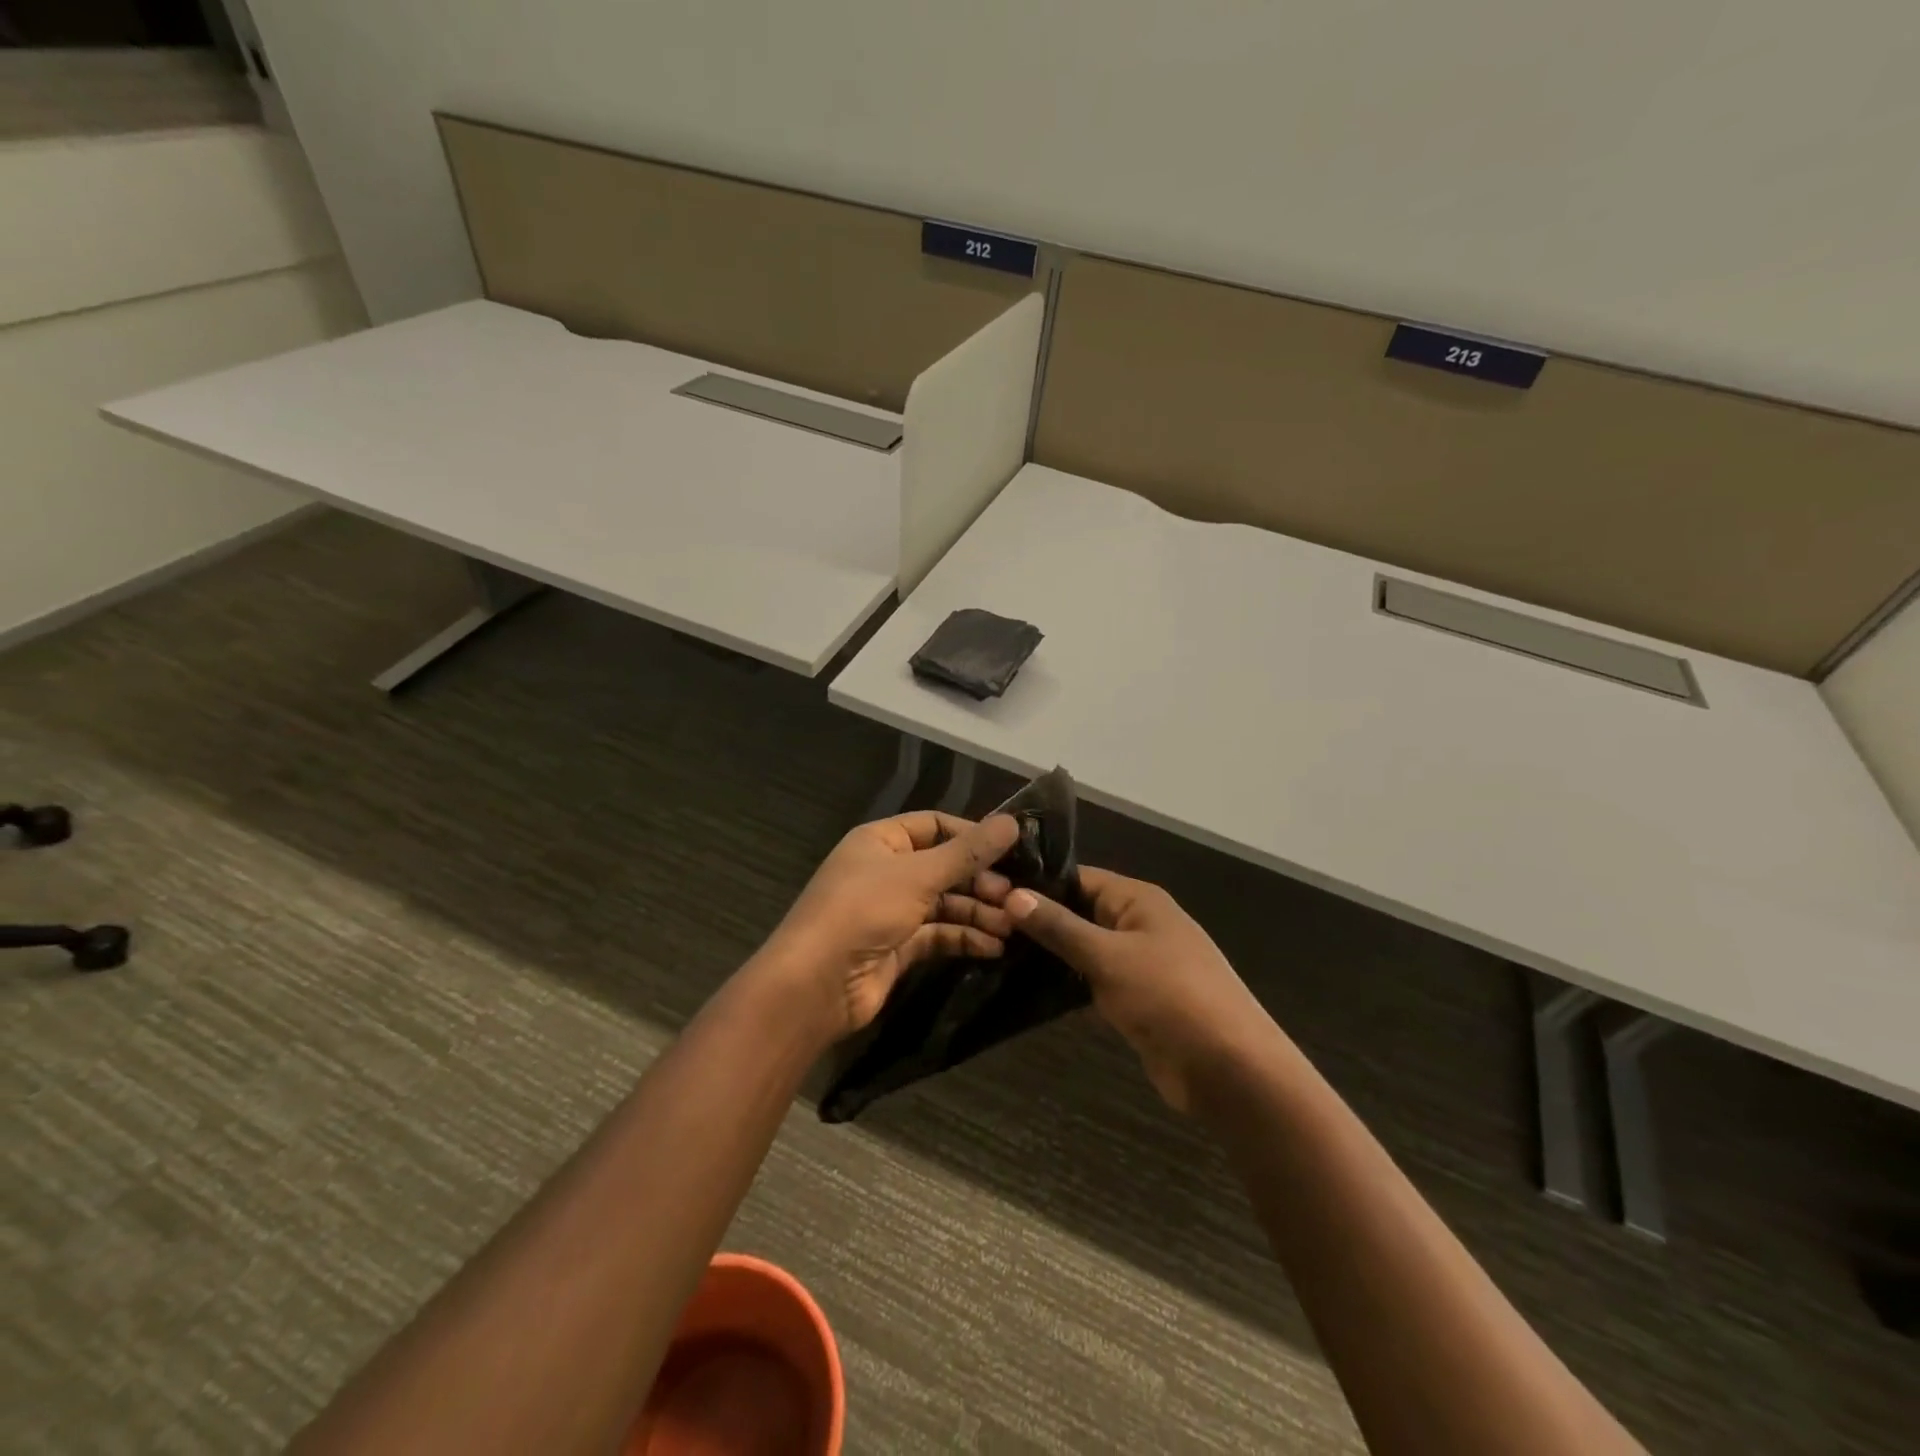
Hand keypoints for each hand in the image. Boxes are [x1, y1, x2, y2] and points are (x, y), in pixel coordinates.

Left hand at [759, 811, 1021, 1042]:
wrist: (816, 985)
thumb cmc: (863, 911)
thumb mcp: (918, 875)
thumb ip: (967, 852)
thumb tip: (1013, 823)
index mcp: (881, 841)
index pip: (934, 826)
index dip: (971, 835)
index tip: (1011, 849)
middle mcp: (886, 871)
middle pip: (944, 867)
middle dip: (979, 880)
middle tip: (1014, 897)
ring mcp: (891, 911)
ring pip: (944, 903)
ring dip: (978, 912)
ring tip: (1011, 926)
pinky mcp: (898, 947)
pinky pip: (938, 935)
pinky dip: (965, 938)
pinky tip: (994, 947)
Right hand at [1002, 868, 1271, 1112]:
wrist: (1228, 1068)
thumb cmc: (1169, 996)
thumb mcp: (1108, 956)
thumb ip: (1060, 927)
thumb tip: (1012, 895)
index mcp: (1138, 900)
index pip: (1079, 878)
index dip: (1037, 884)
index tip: (990, 892)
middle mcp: (1138, 923)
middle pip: (1080, 911)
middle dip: (1038, 919)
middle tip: (984, 926)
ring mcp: (1138, 962)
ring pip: (1084, 947)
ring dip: (1050, 953)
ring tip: (995, 953)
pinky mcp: (1135, 998)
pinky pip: (1093, 979)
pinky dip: (1066, 982)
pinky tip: (1027, 987)